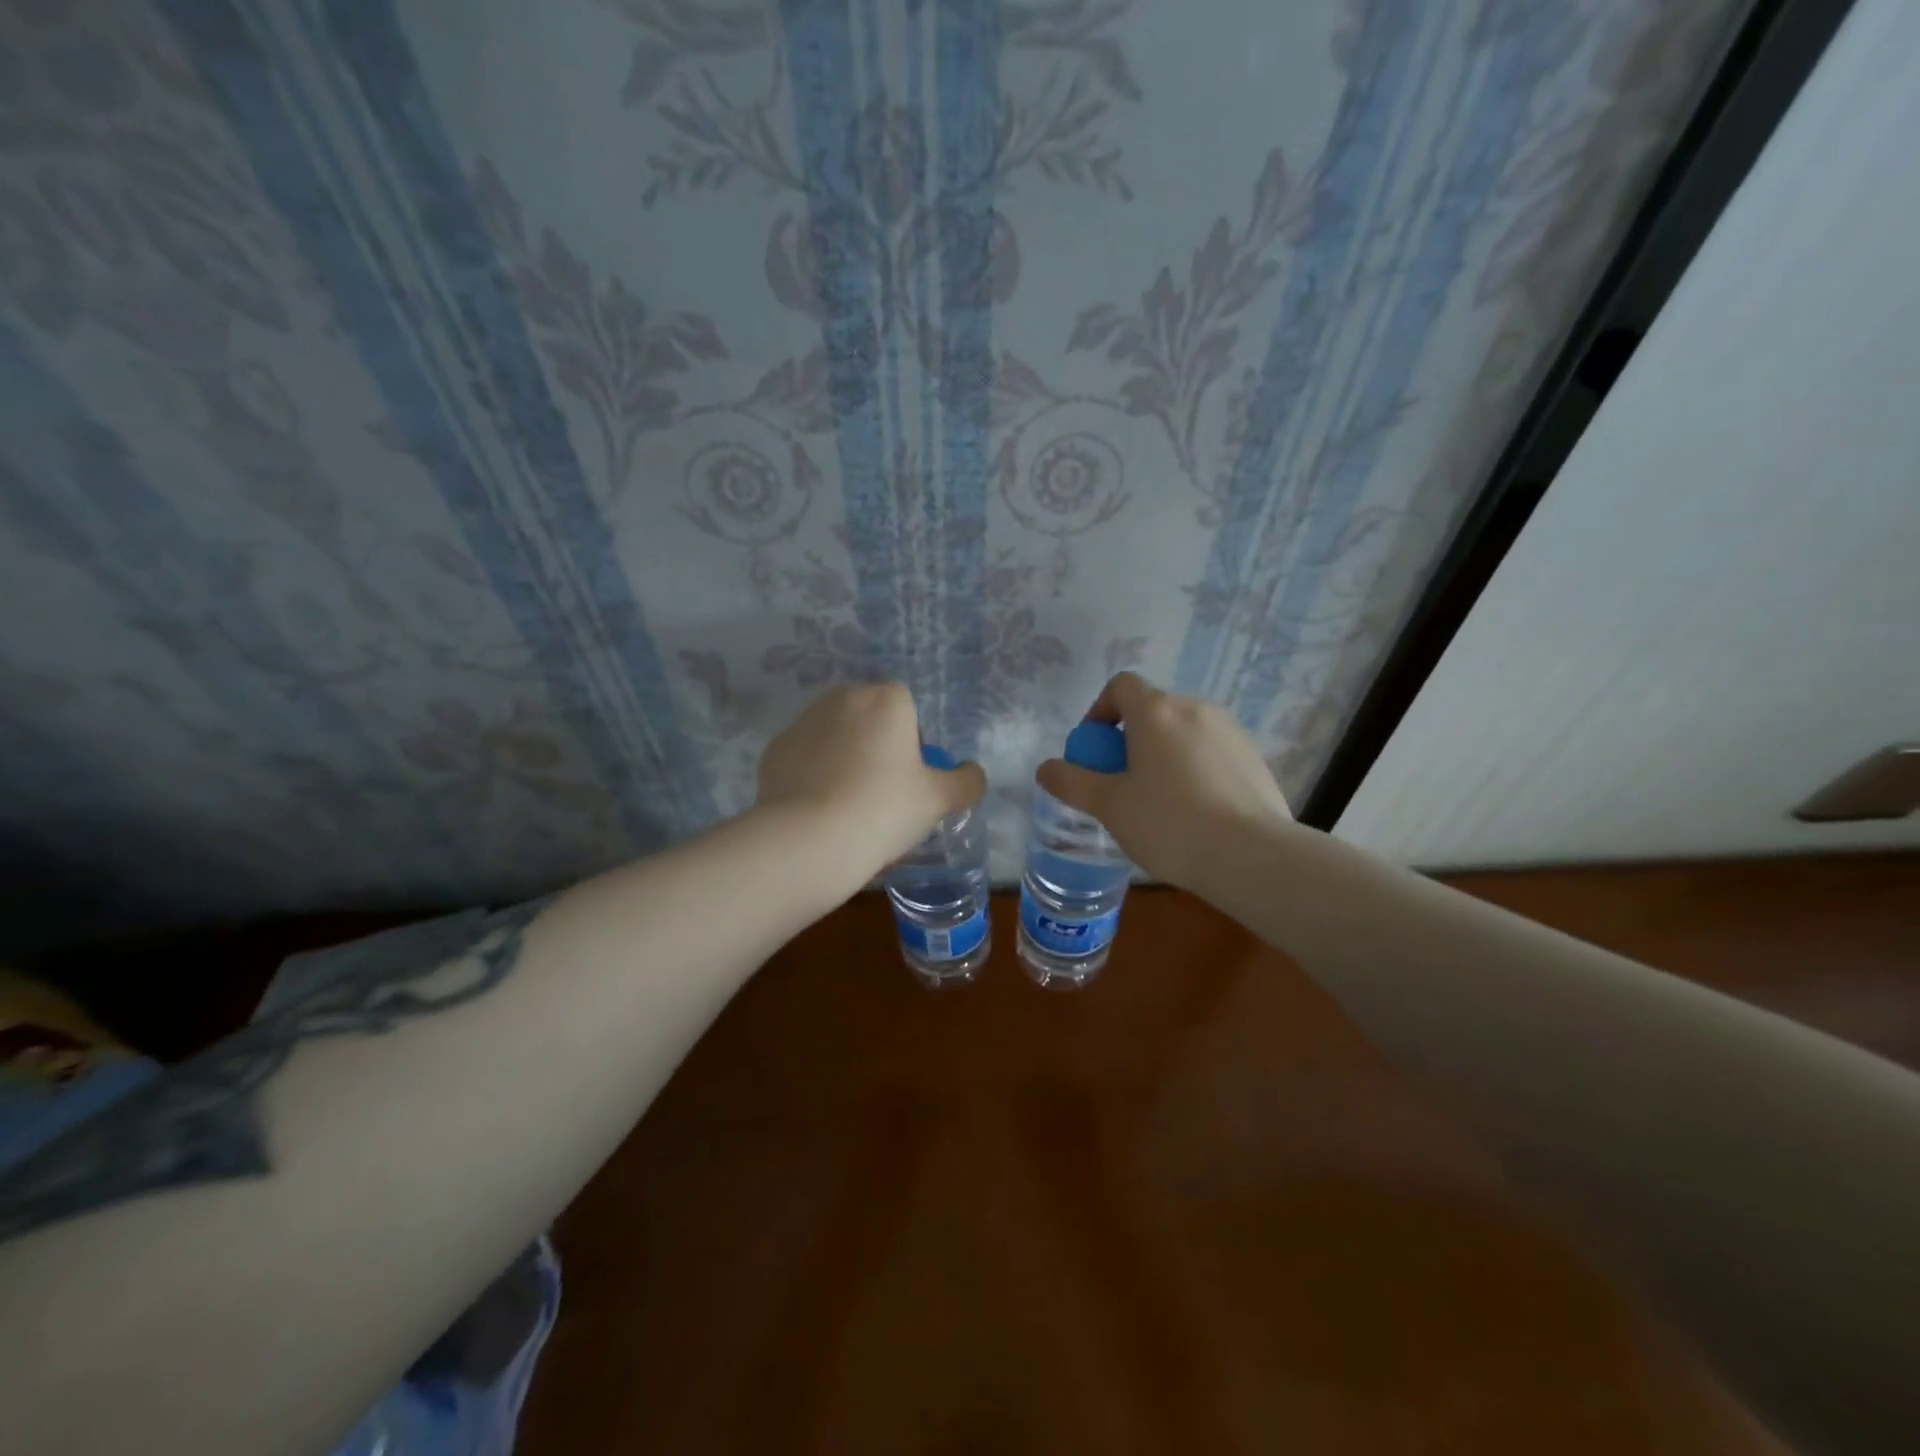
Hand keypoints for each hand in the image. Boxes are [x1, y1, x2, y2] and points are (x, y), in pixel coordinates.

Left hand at [757, 683, 986, 895]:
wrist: (808, 841)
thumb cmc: (884, 810)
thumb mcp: (939, 800)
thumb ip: (966, 782)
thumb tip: (971, 773)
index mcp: (885, 700)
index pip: (907, 706)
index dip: (913, 740)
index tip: (911, 778)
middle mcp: (841, 699)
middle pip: (869, 717)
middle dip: (877, 745)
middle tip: (883, 792)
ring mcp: (802, 723)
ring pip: (835, 735)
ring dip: (844, 757)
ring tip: (848, 805)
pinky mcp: (774, 750)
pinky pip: (805, 757)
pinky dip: (813, 774)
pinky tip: (819, 810)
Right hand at [1036, 672, 1297, 888]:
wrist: (1251, 856)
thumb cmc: (1169, 823)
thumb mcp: (1109, 806)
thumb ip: (1072, 782)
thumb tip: (1045, 768)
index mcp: (1156, 712)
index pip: (1121, 685)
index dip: (1100, 710)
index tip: (1095, 750)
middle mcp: (1195, 709)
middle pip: (1152, 710)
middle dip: (1130, 738)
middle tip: (1122, 783)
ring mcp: (1230, 731)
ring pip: (1183, 732)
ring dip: (1163, 753)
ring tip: (1159, 801)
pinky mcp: (1254, 758)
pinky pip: (1210, 752)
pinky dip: (1194, 768)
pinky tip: (1195, 811)